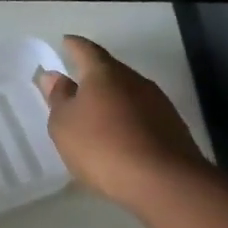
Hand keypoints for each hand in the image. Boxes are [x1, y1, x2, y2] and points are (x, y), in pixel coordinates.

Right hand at [35, 36, 204, 208]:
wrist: (166, 184)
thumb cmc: (103, 146)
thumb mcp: (64, 124)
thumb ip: (58, 98)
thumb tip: (53, 76)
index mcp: (104, 72)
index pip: (85, 49)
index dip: (73, 46)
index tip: (65, 43)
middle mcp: (134, 80)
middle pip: (110, 70)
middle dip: (93, 76)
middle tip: (77, 86)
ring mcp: (158, 103)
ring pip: (129, 94)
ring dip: (113, 101)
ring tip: (98, 116)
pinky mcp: (174, 129)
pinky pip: (143, 116)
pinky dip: (129, 121)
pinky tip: (122, 139)